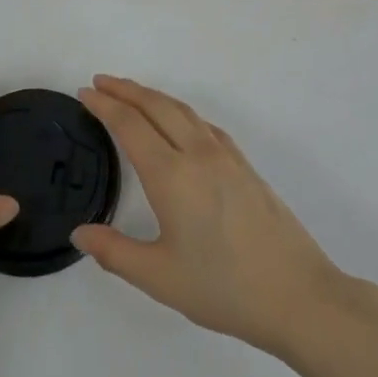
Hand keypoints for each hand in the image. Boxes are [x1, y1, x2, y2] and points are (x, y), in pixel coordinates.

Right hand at [71, 75, 350, 356]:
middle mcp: (197, 154)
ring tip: (132, 93)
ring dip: (153, 96)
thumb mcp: (160, 278)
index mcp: (171, 176)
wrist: (297, 294)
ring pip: (183, 110)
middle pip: (156, 106)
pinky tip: (180, 123)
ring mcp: (225, 156)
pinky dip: (181, 112)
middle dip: (126, 89)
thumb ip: (115, 252)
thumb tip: (80, 232)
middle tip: (101, 82)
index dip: (104, 105)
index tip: (85, 92)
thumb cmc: (224, 288)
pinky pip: (204, 124)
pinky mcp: (244, 165)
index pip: (130, 125)